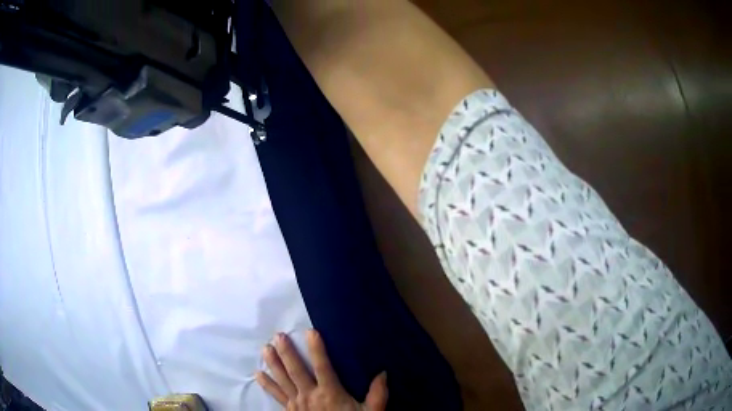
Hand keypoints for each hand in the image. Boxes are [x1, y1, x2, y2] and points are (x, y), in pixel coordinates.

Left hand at [255, 330, 387, 410]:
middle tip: (277, 336)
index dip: (317, 350)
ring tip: (265, 349)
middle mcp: (310, 395)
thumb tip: (383, 373)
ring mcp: (297, 403)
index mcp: (330, 393)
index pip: (322, 367)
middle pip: (296, 371)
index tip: (311, 332)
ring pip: (283, 380)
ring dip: (273, 364)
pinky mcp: (290, 410)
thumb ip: (377, 394)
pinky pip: (277, 396)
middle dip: (286, 353)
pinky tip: (258, 375)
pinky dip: (267, 385)